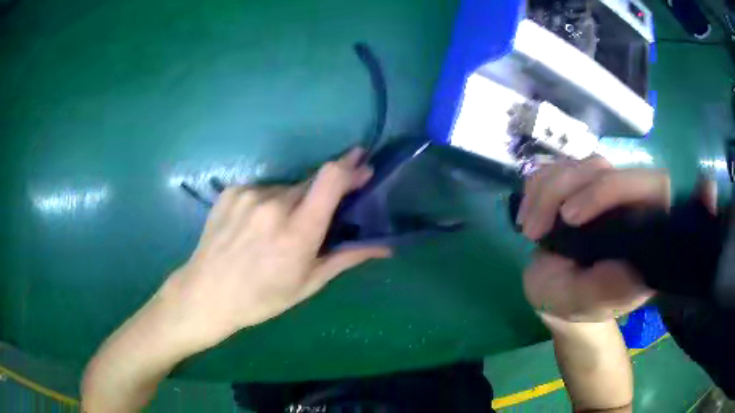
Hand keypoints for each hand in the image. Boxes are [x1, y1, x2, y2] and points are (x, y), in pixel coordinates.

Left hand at [159, 148, 390, 350]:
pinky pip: (262, 190)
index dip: (349, 165)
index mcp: (297, 232)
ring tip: (277, 231)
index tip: (361, 160)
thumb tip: (385, 246)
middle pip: (311, 182)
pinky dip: (268, 203)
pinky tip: (256, 226)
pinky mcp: (232, 191)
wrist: (207, 294)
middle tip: (317, 216)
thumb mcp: (308, 283)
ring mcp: (249, 195)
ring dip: (292, 201)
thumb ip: (347, 257)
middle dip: (323, 192)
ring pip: (286, 188)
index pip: (330, 179)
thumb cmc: (262, 298)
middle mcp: (274, 205)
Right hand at [517, 156, 670, 320]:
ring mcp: (603, 188)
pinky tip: (528, 216)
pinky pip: (556, 167)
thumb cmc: (574, 305)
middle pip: (603, 168)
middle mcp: (629, 202)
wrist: (555, 296)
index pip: (649, 186)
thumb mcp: (585, 303)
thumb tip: (625, 260)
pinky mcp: (580, 184)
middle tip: (534, 231)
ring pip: (577, 165)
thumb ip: (604, 288)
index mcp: (647, 232)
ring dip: (544, 193)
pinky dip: (535, 188)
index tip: (569, 217)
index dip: (611, 188)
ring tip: (529, 230)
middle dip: (563, 191)